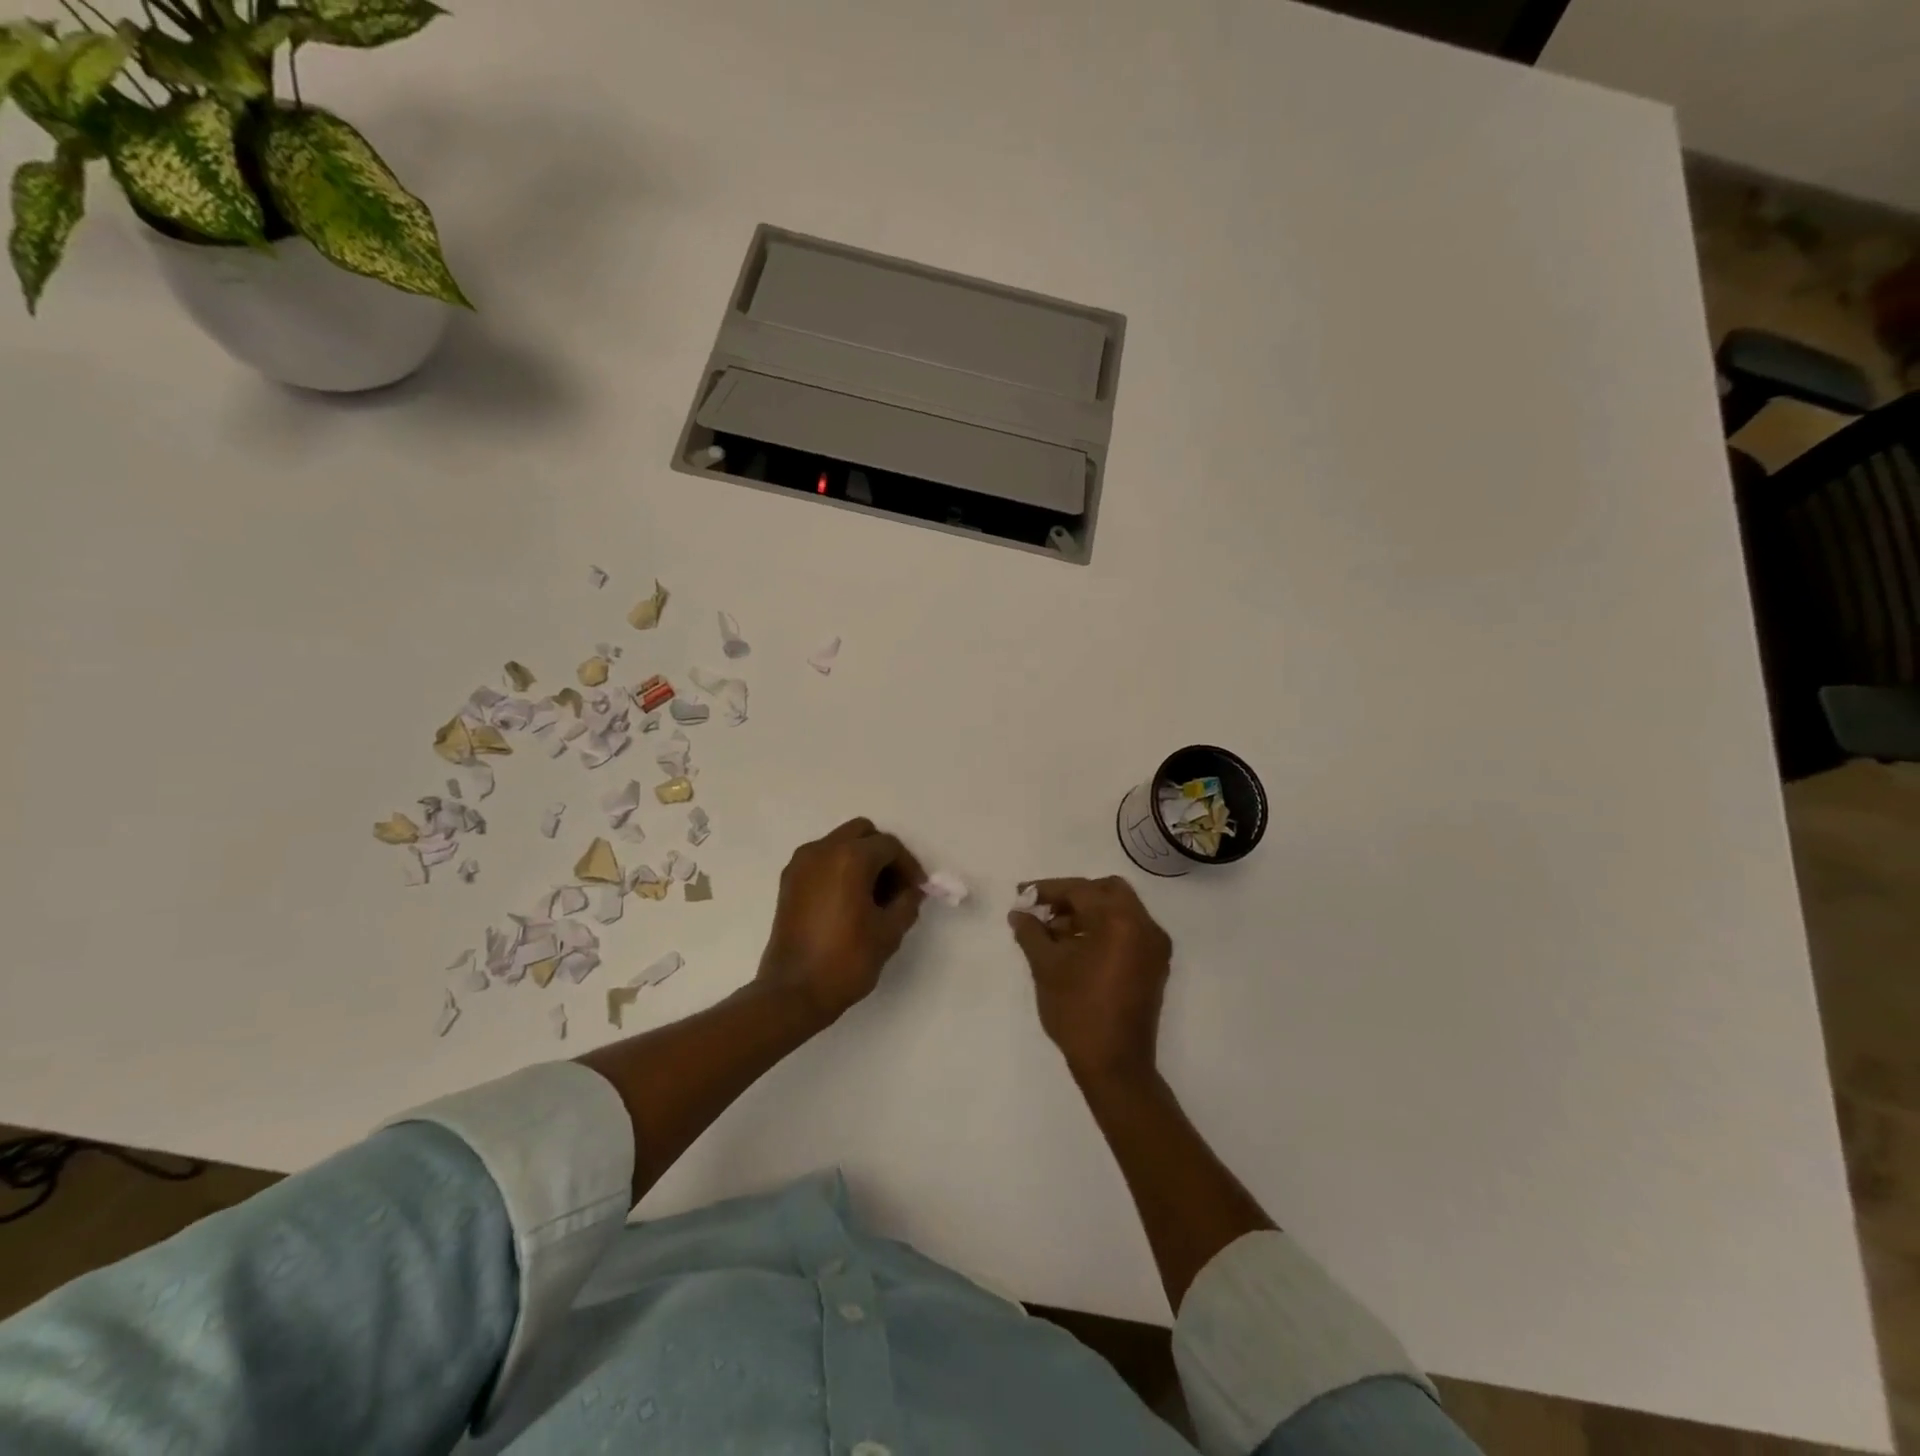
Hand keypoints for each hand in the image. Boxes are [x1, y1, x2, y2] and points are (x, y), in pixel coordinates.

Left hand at [756, 818, 925, 1028]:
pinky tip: (848, 900)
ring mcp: (801, 864)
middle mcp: (822, 850)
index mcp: (850, 857)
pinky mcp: (788, 881)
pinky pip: (821, 860)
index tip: (917, 890)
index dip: (908, 866)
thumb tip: (910, 891)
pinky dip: (839, 868)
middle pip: (861, 832)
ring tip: (872, 895)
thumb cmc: (847, 960)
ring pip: (839, 843)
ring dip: (860, 859)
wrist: (793, 992)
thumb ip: (907, 902)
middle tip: (895, 886)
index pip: (888, 846)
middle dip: (883, 854)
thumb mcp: (889, 932)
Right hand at [1009, 876, 1172, 1086]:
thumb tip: (1019, 913)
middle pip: (1106, 891)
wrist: (1115, 1066)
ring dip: (1086, 913)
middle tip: (1043, 910)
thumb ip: (1031, 932)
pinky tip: (1075, 948)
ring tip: (1052, 933)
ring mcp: (1154, 946)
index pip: (1080, 890)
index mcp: (1120, 920)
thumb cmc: (1078, 1011)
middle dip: (1072, 896)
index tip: (1021, 895)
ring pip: (1118, 911)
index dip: (1047, 890)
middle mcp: (1144, 926)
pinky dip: (1103, 930)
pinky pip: (1127, 932)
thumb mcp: (1046, 967)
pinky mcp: (1154, 965)